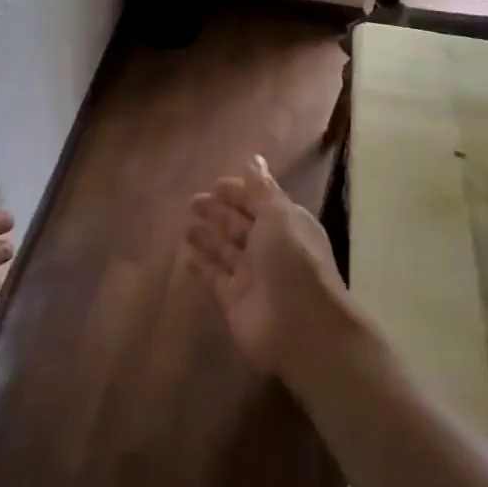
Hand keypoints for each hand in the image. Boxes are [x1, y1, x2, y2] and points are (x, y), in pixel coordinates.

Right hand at [185, 155, 346, 380]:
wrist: (302, 328)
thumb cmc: (293, 262)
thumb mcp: (279, 216)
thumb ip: (261, 189)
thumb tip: (254, 158)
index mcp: (286, 224)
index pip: (258, 201)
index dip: (238, 192)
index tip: (214, 184)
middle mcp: (269, 247)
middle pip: (240, 224)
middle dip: (218, 212)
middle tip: (192, 202)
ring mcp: (251, 275)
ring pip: (225, 249)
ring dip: (208, 237)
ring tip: (186, 226)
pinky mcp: (234, 299)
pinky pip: (214, 276)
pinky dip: (201, 264)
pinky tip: (185, 255)